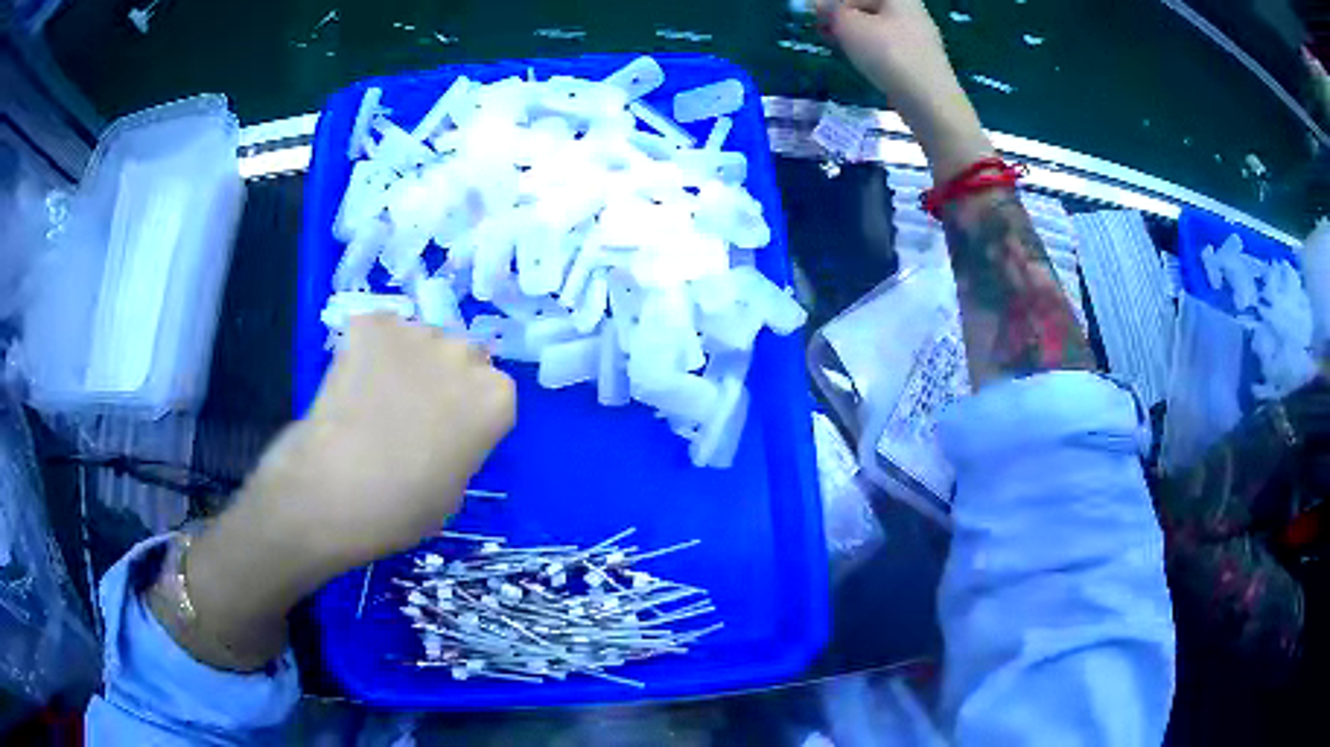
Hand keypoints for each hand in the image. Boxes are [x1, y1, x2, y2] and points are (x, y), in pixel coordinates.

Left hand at [165, 315, 514, 669]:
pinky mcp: (371, 323)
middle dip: (443, 377)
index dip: (469, 411)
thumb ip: (461, 444)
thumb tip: (443, 429)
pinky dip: (368, 349)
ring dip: (406, 361)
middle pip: (462, 356)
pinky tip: (352, 381)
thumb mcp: (454, 488)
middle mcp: (464, 354)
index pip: (494, 390)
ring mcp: (416, 332)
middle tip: (411, 412)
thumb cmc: (400, 508)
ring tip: (373, 398)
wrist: (331, 491)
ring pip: (419, 340)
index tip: (448, 432)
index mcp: (495, 398)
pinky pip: (378, 331)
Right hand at [818, 0, 995, 180]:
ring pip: (877, 25)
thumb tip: (821, 7)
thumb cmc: (888, 54)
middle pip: (868, 6)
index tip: (813, 17)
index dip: (829, 3)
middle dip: (842, 15)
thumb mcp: (848, 25)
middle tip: (822, 30)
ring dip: (853, 32)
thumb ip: (831, 11)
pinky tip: (859, 60)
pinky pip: (888, 44)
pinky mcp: (920, 59)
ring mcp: (920, 35)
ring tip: (836, 45)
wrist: (930, 102)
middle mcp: (912, 10)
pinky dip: (870, 47)